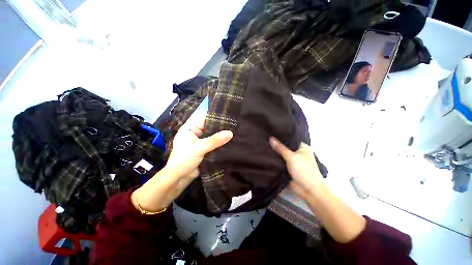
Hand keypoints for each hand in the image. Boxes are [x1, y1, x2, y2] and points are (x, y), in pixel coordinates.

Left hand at [167, 116, 232, 178]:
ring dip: (221, 136)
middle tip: (234, 125)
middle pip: (209, 127)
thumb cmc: (184, 159)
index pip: (204, 118)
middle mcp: (195, 133)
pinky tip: (230, 142)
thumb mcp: (199, 148)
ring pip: (212, 136)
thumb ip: (215, 140)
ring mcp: (200, 142)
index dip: (215, 116)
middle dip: (220, 127)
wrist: (179, 178)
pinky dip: (220, 143)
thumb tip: (230, 133)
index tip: (228, 116)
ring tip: (235, 132)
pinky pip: (213, 144)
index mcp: (190, 128)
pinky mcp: (204, 149)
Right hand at [269, 137, 322, 199]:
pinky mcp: (288, 168)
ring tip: (263, 144)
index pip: (290, 138)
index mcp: (302, 147)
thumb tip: (270, 138)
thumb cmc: (303, 170)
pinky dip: (275, 159)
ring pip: (282, 154)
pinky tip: (266, 154)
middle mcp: (298, 153)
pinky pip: (280, 161)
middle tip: (265, 138)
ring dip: (275, 152)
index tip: (271, 132)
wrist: (308, 190)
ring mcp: (293, 161)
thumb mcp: (291, 157)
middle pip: (285, 147)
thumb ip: (280, 148)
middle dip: (276, 144)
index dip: (281, 136)